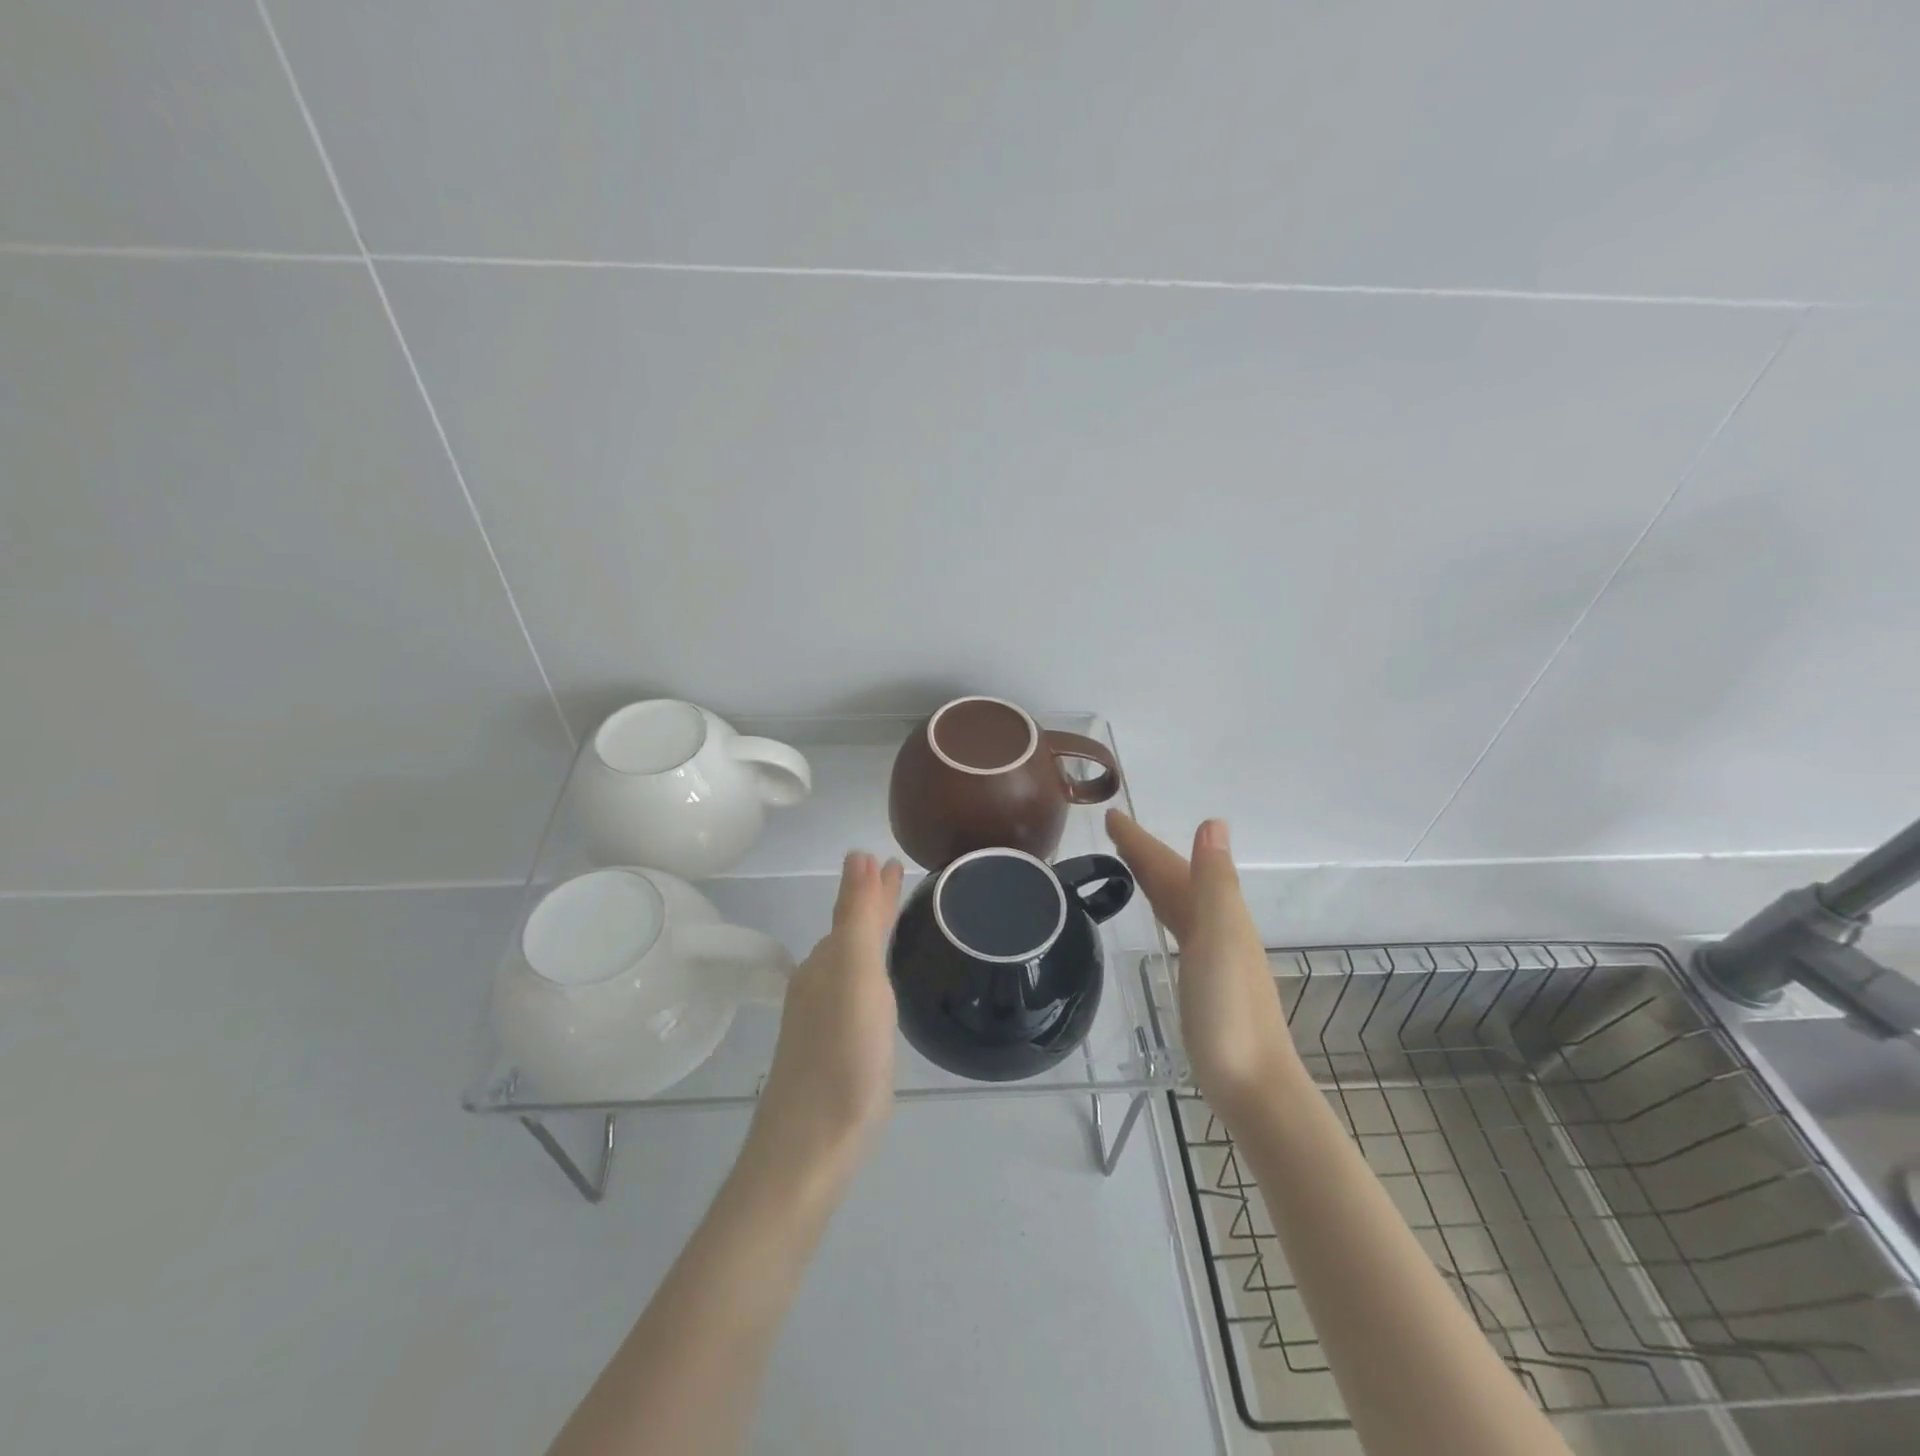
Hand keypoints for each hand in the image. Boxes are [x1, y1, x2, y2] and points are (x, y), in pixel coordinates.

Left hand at [745, 851, 904, 1188]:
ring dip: (871, 932)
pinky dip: (869, 970)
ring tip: (892, 918)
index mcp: (829, 962)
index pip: (854, 909)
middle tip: (896, 875)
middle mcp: (822, 983)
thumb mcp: (856, 979)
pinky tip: (876, 984)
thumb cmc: (842, 1059)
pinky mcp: (834, 1049)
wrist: (811, 1148)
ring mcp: (824, 1018)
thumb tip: (857, 855)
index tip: (892, 859)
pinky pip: (855, 990)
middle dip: (872, 903)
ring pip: (852, 960)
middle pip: (851, 931)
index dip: (873, 884)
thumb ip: (857, 918)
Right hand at [1106, 811, 1297, 1121]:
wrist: (1252, 1084)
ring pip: (1178, 902)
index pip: (1172, 865)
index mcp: (1219, 913)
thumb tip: (1213, 822)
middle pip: (1176, 879)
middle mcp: (1218, 926)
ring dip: (1154, 877)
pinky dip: (1164, 908)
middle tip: (1113, 832)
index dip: (1143, 841)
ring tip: (1128, 863)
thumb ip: (1215, 881)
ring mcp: (1212, 954)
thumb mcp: (1220, 937)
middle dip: (1146, 853)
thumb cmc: (1229, 1011)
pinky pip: (1179, 926)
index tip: (1111, 816)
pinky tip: (1160, 916)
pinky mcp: (1204, 979)